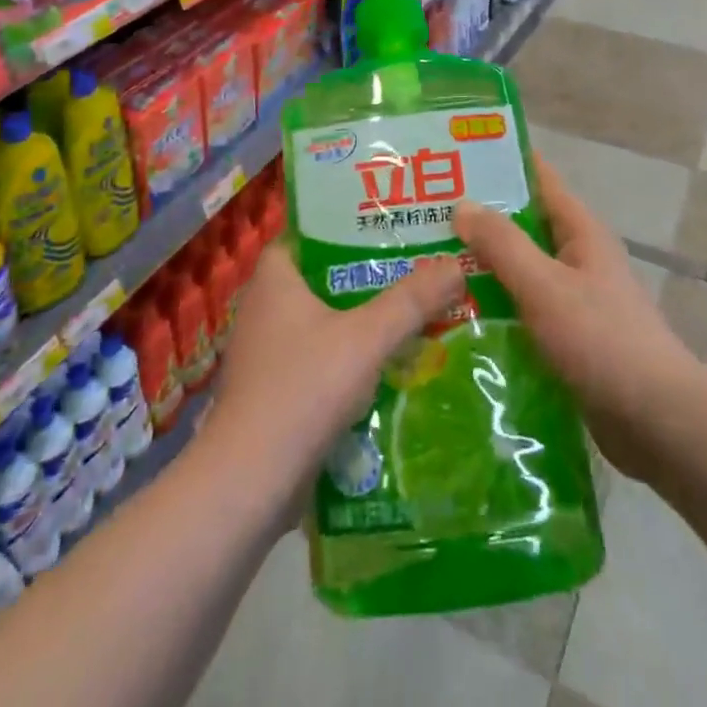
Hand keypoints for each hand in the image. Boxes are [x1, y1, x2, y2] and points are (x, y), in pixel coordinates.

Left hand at [208, 242, 463, 498]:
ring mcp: (266, 351)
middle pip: (323, 276)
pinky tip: (389, 365)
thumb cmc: (303, 389)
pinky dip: (349, 357)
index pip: (310, 231)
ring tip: (413, 311)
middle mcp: (264, 306)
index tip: (390, 224)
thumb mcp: (367, 338)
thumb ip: (412, 301)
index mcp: (274, 277)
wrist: (250, 483)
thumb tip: (457, 265)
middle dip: (367, 275)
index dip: (347, 224)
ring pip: (324, 320)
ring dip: (362, 319)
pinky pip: (319, 358)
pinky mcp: (274, 390)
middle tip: (416, 266)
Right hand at [454, 155, 702, 481]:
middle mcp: (576, 256)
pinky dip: (492, 305)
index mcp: (579, 231)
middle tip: (420, 216)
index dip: (497, 162)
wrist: (659, 423)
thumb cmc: (603, 341)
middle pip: (521, 224)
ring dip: (479, 266)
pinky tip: (454, 315)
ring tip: (425, 263)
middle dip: (476, 218)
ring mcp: (572, 298)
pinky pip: (522, 308)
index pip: (536, 177)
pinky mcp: (566, 336)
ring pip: (517, 269)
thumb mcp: (546, 286)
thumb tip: (462, 204)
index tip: (449, 158)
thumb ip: (503, 245)